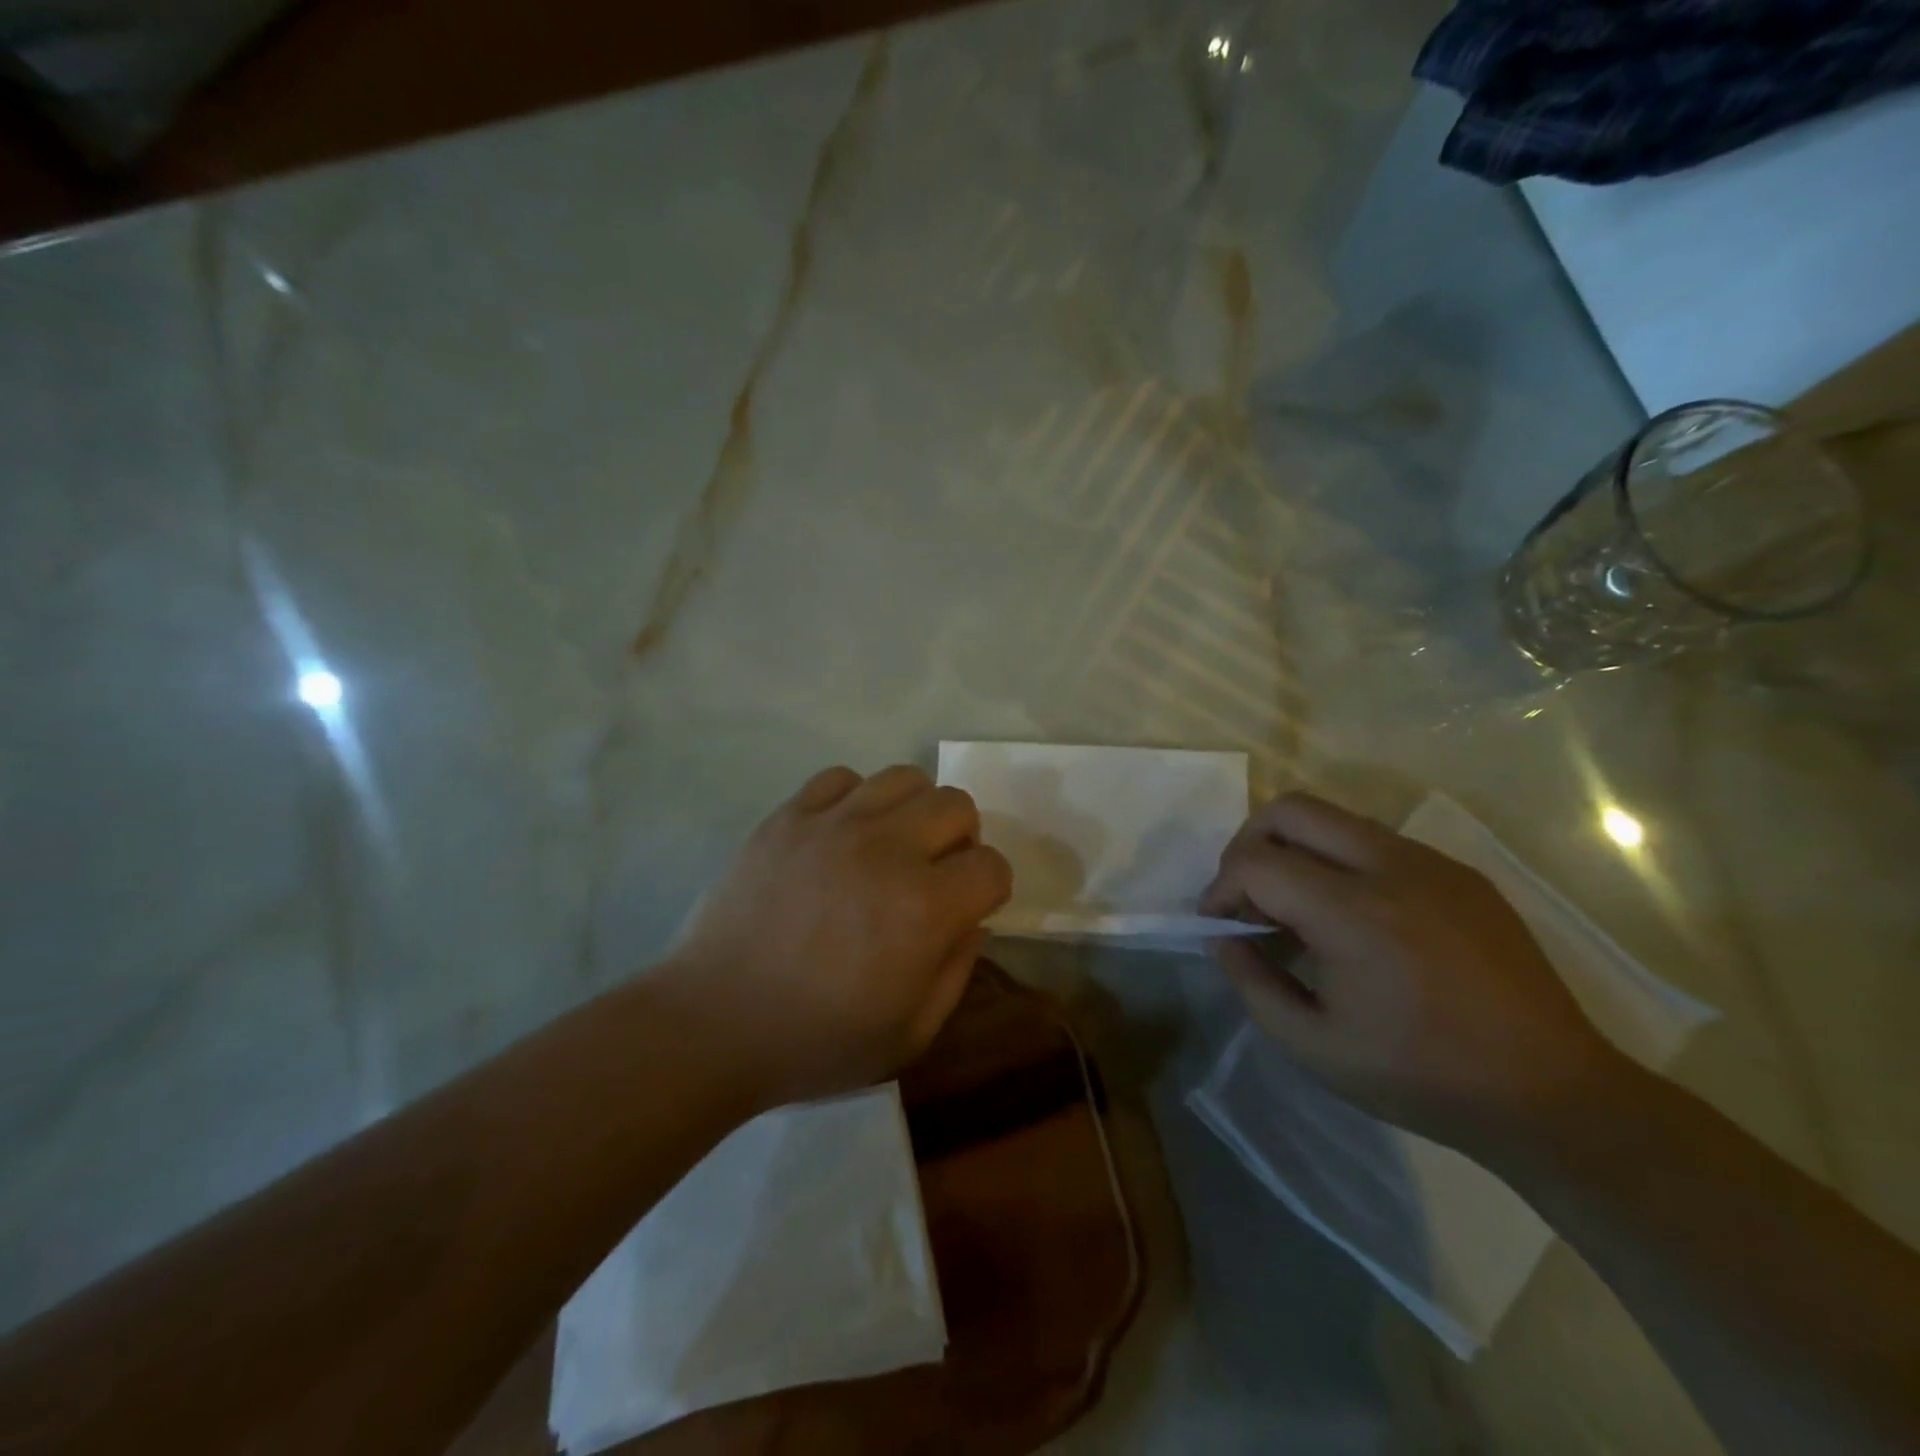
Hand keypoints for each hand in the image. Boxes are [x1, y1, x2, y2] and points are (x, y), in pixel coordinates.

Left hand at [663, 764, 1012, 1110]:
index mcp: (924, 909)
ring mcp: (833, 825)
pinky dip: (855, 800)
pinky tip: (842, 835)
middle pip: (956, 804)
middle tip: (934, 873)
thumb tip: (973, 920)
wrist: (713, 1023)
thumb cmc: (815, 1041)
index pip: (991, 865)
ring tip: (891, 846)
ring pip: (904, 778)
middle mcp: (887, 850)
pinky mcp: (788, 817)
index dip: (990, 888)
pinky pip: (841, 778)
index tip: (970, 907)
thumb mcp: (910, 1035)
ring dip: (913, 811)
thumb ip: (957, 971)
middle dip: (961, 839)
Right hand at [1201, 792, 1624, 1154]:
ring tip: (1295, 907)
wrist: (1551, 1093)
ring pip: (1333, 818)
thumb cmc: (1422, 1077)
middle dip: (1248, 844)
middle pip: (1290, 809)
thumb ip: (1252, 983)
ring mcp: (1431, 863)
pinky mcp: (1459, 872)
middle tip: (1246, 895)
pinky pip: (1376, 842)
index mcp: (1354, 914)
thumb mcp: (1314, 1047)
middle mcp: (1391, 867)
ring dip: (1294, 848)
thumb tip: (1222, 938)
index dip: (1220, 888)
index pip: (1256, 863)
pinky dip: (1339, 861)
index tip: (1217, 924)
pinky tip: (1352, 918)